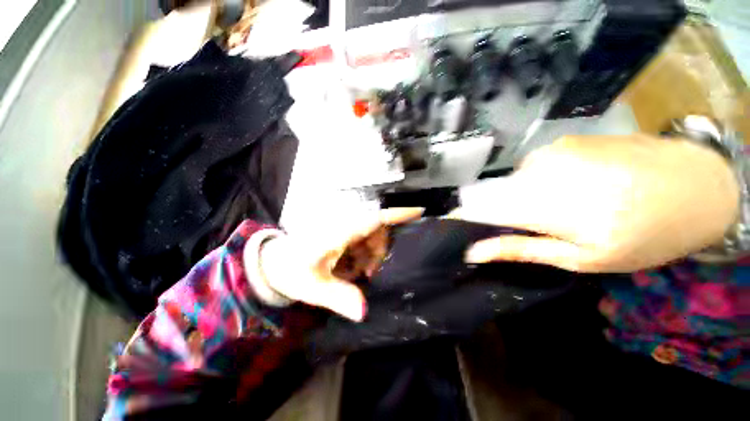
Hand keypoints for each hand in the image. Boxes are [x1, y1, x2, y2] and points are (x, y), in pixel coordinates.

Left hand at [258, 208, 423, 320]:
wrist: (274, 263)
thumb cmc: (290, 270)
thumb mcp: (313, 286)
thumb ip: (339, 297)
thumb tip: (364, 312)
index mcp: (341, 232)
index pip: (375, 219)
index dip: (398, 214)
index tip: (419, 211)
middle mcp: (346, 226)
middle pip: (378, 232)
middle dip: (378, 253)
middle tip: (367, 275)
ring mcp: (345, 230)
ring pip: (371, 238)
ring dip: (370, 257)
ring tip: (355, 275)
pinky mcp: (343, 235)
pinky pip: (362, 242)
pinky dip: (362, 257)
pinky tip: (350, 270)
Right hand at [452, 134, 738, 271]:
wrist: (699, 185)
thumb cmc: (646, 234)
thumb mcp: (582, 256)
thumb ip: (522, 249)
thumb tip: (473, 251)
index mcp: (546, 205)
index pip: (480, 209)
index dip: (464, 217)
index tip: (454, 225)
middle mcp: (540, 171)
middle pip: (495, 195)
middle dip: (501, 212)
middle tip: (533, 227)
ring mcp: (552, 151)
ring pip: (513, 181)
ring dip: (523, 197)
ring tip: (560, 208)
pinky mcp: (564, 141)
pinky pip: (533, 167)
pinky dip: (540, 181)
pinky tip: (573, 186)